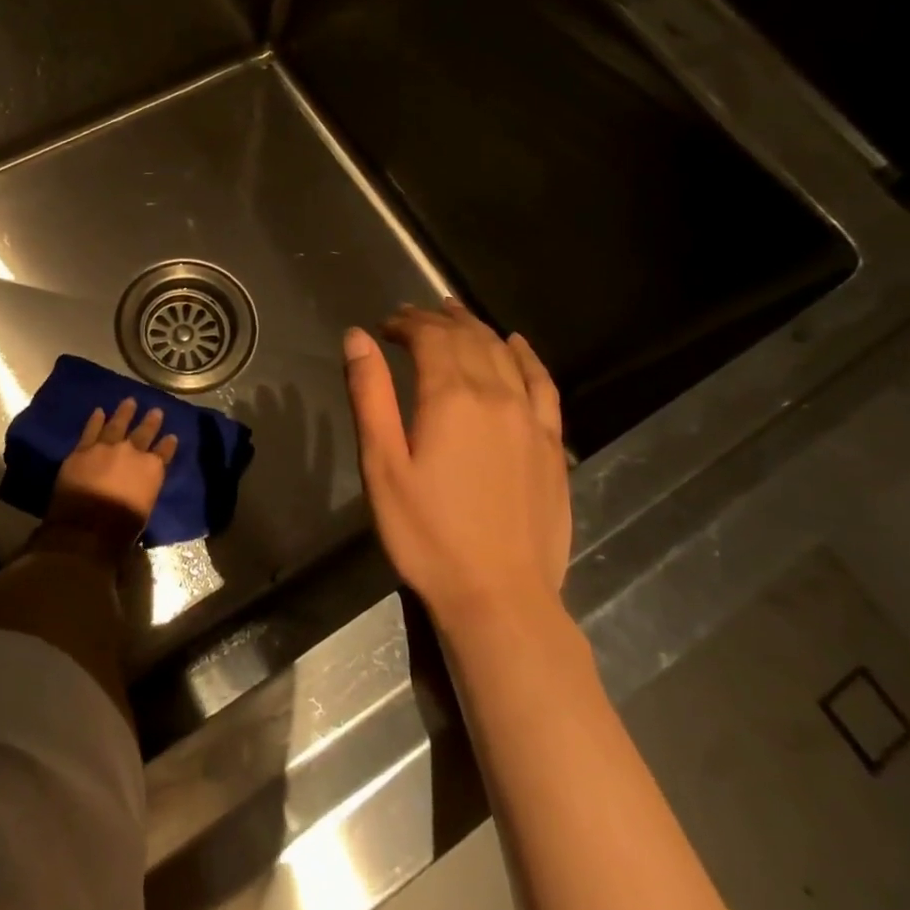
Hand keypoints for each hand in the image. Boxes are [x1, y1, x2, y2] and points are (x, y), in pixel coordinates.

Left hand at [42, 397, 177, 561]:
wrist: (88, 526)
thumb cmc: (122, 528)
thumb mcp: (144, 509)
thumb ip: (144, 491)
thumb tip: (139, 489)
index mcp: (152, 469)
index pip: (164, 453)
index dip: (168, 444)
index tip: (172, 437)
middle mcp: (132, 452)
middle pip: (144, 433)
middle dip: (151, 421)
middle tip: (156, 410)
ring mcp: (106, 447)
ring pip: (117, 424)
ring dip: (124, 412)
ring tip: (130, 401)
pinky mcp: (83, 449)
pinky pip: (91, 430)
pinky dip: (95, 420)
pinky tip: (99, 411)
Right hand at [342, 300, 571, 632]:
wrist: (498, 595)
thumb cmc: (426, 532)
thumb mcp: (381, 464)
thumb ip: (370, 394)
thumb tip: (357, 337)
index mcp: (451, 397)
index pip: (430, 338)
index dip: (406, 324)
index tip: (384, 326)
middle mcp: (496, 395)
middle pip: (467, 339)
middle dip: (436, 320)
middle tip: (411, 316)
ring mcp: (531, 418)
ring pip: (503, 353)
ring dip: (476, 328)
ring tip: (454, 313)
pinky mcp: (552, 443)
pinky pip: (543, 383)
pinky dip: (527, 356)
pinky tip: (516, 345)